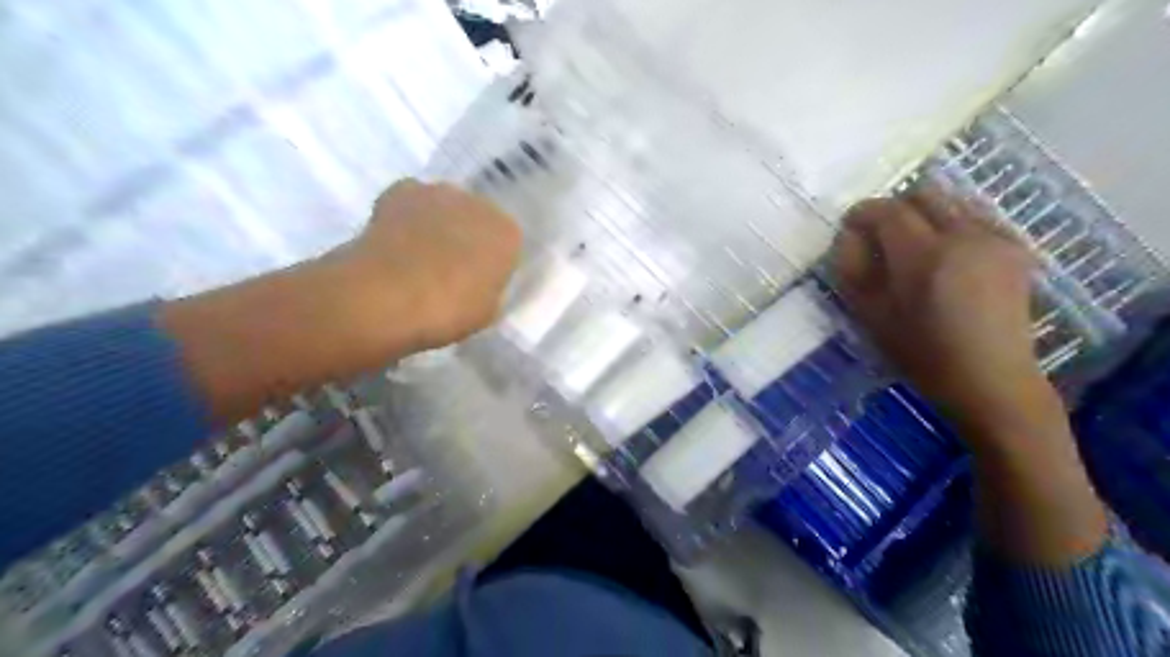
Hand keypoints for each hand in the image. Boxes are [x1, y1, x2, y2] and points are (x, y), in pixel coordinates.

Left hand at [338, 176, 520, 352]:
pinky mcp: (400, 190)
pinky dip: (405, 217)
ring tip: (418, 258)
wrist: (387, 295)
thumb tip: (478, 281)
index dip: (492, 265)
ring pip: (445, 209)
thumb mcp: (486, 312)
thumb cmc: (447, 311)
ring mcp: (440, 193)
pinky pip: (411, 203)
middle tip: (449, 271)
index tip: (478, 284)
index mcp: (509, 235)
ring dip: (437, 226)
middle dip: (467, 240)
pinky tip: (394, 242)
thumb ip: (489, 289)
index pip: (508, 246)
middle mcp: (480, 205)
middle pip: (477, 221)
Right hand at [832, 183, 1061, 444]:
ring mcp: (995, 238)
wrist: (991, 378)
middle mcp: (963, 235)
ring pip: (951, 201)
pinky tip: (946, 255)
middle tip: (879, 237)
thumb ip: (852, 269)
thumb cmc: (921, 353)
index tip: (850, 228)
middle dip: (894, 208)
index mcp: (923, 256)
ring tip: (912, 246)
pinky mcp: (1015, 246)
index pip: (887, 210)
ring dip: (924, 214)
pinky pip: (975, 216)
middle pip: (922, 193)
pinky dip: (952, 224)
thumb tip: (848, 236)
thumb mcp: (870, 316)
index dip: (862, 213)